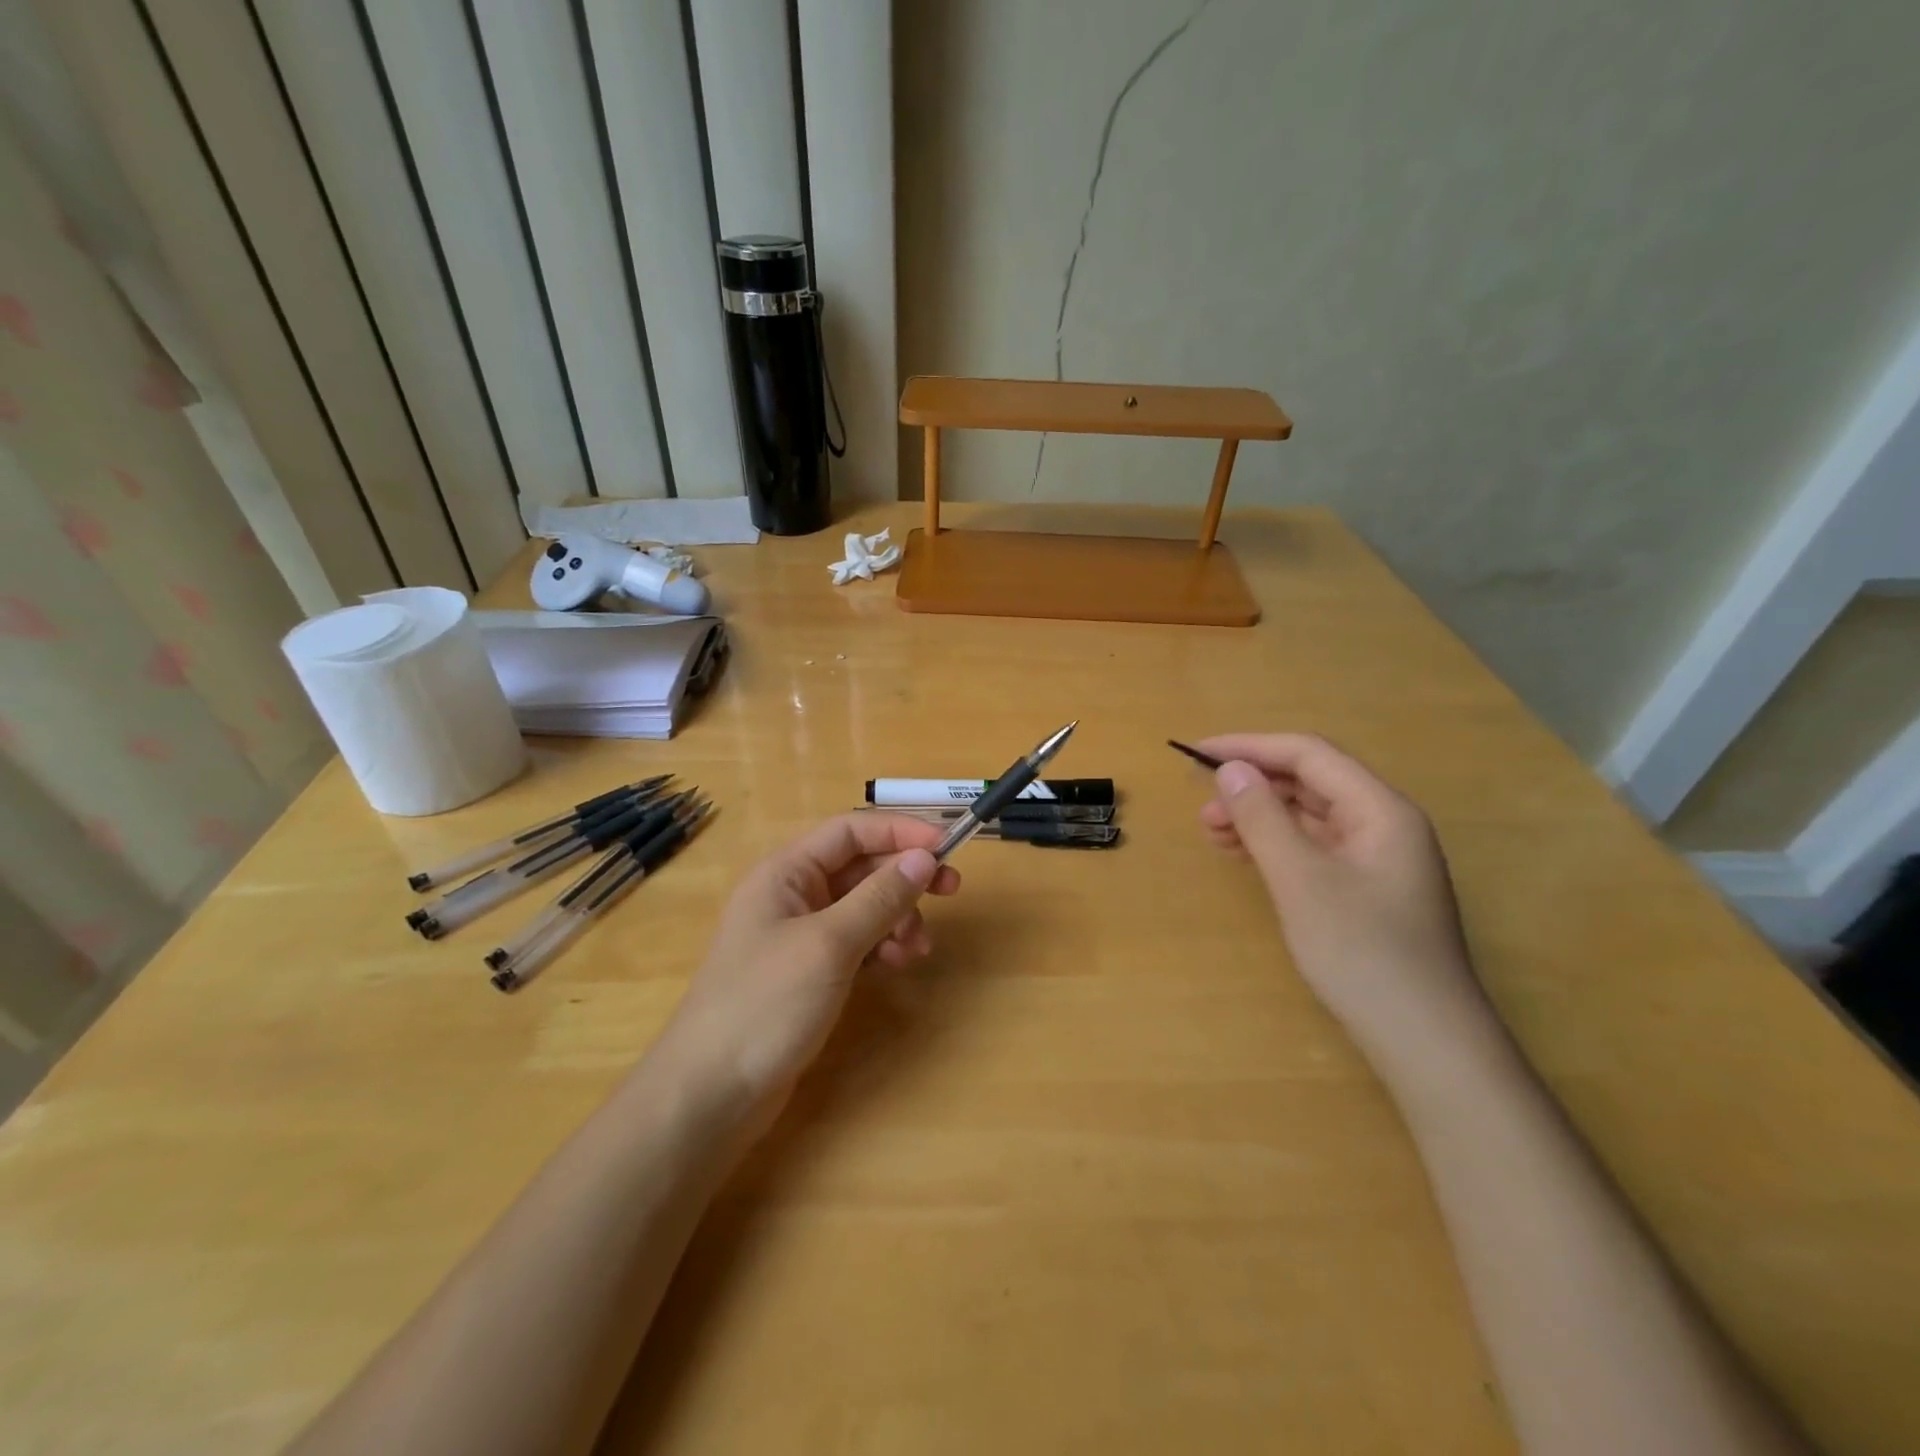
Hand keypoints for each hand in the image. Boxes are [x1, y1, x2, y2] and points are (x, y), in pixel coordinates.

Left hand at [663, 813, 961, 1109]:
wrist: (712, 1093)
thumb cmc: (766, 1004)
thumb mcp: (829, 944)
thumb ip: (879, 897)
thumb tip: (924, 857)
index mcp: (787, 872)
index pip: (851, 830)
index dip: (900, 831)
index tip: (946, 846)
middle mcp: (794, 894)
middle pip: (861, 867)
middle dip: (905, 877)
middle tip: (952, 891)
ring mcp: (801, 935)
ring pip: (864, 906)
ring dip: (897, 917)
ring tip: (916, 950)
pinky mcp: (810, 971)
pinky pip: (857, 941)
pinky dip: (882, 946)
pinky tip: (896, 966)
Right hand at [1196, 733, 1487, 1052]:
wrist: (1425, 1041)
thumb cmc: (1362, 952)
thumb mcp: (1301, 880)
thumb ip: (1263, 819)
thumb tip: (1231, 770)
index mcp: (1380, 809)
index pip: (1309, 755)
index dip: (1250, 747)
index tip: (1197, 754)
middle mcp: (1383, 824)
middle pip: (1309, 783)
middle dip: (1252, 787)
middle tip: (1202, 808)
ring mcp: (1377, 859)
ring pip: (1309, 817)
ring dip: (1259, 817)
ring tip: (1213, 833)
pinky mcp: (1366, 889)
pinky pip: (1313, 848)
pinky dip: (1275, 846)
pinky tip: (1244, 856)